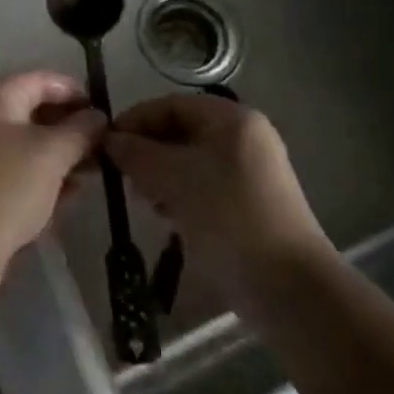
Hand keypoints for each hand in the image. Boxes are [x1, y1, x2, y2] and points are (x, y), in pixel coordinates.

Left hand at [0, 71, 105, 288]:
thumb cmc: (9, 186)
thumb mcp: (53, 154)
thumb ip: (80, 131)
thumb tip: (98, 116)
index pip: (40, 81)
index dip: (74, 92)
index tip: (102, 112)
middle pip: (32, 111)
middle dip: (69, 127)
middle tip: (100, 145)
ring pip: (25, 144)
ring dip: (59, 154)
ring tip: (91, 171)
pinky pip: (15, 170)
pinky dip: (41, 175)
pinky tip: (68, 194)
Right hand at [104, 93, 329, 307]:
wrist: (289, 289)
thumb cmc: (228, 217)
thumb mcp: (174, 179)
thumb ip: (137, 154)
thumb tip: (109, 140)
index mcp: (232, 119)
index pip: (171, 105)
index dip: (135, 120)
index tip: (105, 144)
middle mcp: (244, 138)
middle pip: (181, 132)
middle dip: (148, 151)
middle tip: (122, 176)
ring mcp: (251, 173)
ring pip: (191, 162)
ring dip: (161, 176)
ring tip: (143, 200)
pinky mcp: (251, 205)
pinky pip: (205, 187)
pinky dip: (181, 196)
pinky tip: (167, 218)